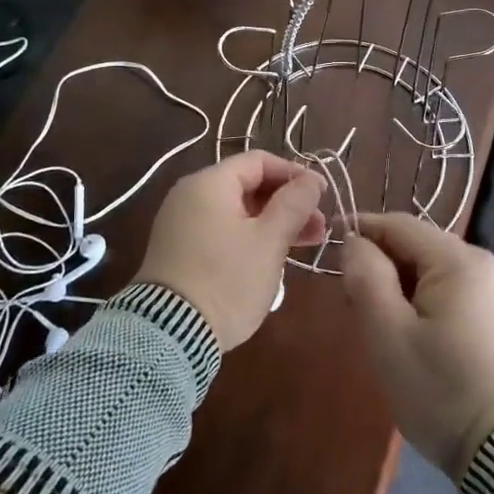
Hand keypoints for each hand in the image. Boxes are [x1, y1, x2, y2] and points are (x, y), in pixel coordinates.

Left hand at [135, 151, 325, 351]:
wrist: (171, 333)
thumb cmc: (227, 279)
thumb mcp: (269, 241)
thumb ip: (294, 204)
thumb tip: (312, 178)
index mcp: (209, 183)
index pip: (259, 161)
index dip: (295, 173)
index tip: (322, 195)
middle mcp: (190, 195)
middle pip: (248, 185)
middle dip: (288, 203)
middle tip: (319, 228)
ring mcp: (181, 223)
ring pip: (237, 211)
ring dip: (273, 223)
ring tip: (305, 245)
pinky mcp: (180, 250)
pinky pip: (221, 230)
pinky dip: (250, 237)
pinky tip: (273, 257)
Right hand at [341, 214, 493, 479]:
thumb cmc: (440, 389)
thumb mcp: (387, 333)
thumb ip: (365, 276)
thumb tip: (356, 242)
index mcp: (459, 260)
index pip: (399, 225)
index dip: (361, 231)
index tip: (331, 253)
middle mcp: (486, 263)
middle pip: (419, 246)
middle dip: (382, 265)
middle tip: (352, 303)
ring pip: (436, 270)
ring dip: (403, 285)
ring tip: (381, 323)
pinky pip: (456, 291)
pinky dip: (428, 301)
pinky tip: (416, 334)